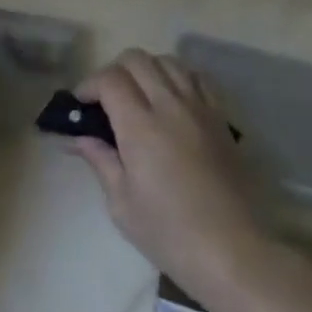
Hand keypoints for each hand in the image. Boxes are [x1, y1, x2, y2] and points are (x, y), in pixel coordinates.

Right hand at [69, 50, 270, 295]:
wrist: (234, 252)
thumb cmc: (170, 233)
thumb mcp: (122, 204)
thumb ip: (100, 160)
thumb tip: (78, 137)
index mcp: (140, 126)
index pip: (110, 79)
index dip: (89, 84)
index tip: (82, 105)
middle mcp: (170, 105)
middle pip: (137, 59)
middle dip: (114, 72)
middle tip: (107, 100)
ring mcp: (199, 108)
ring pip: (167, 61)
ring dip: (146, 70)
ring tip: (140, 97)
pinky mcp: (221, 117)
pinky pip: (197, 77)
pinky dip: (178, 77)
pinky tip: (172, 100)